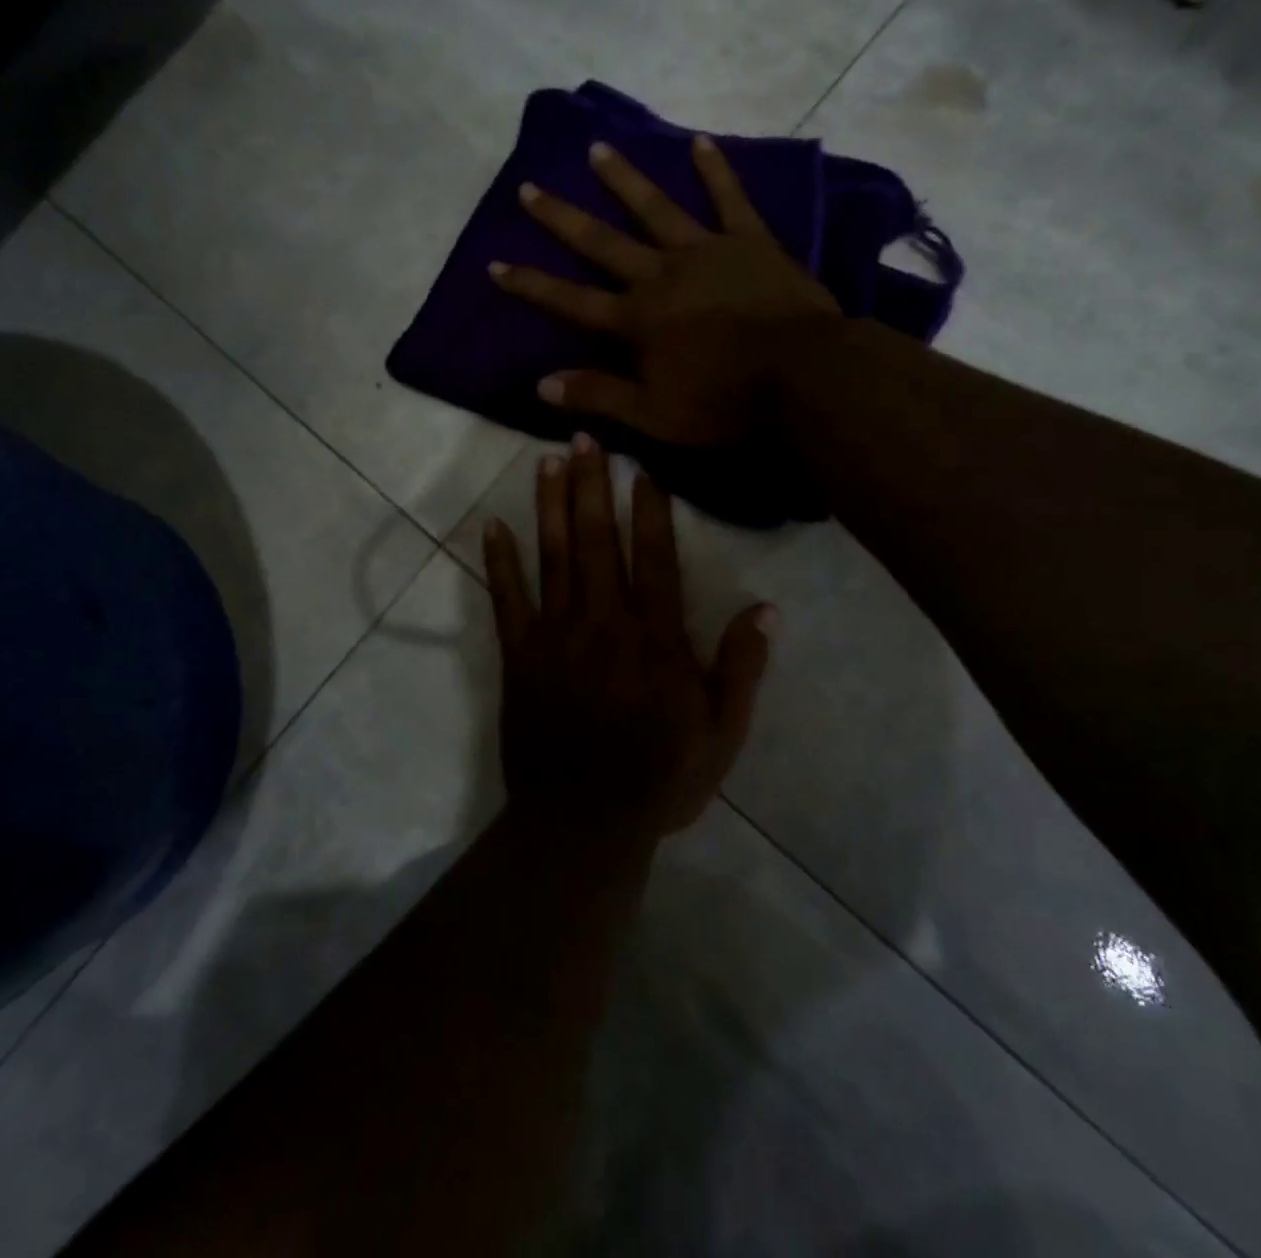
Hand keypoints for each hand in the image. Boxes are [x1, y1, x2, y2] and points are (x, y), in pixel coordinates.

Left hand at [482, 435, 774, 841]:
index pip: (655, 559)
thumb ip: (742, 666)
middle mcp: (605, 622)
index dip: (649, 510)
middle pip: (598, 542)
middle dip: (592, 487)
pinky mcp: (520, 656)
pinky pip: (507, 600)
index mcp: (656, 638)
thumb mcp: (722, 732)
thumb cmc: (660, 778)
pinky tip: (492, 526)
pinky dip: (499, 561)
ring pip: (554, 558)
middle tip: (585, 438)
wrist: (584, 822)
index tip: (641, 469)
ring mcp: (557, 636)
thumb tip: (768, 608)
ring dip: (551, 506)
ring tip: (547, 461)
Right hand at [489, 135, 838, 445]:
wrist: (802, 375)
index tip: (495, 263)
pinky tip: (699, 142)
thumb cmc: (725, 402)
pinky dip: (715, 170)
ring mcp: (706, 252)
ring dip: (624, 180)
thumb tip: (541, 384)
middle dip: (562, 218)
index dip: (531, 284)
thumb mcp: (654, 415)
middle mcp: (661, 275)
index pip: (571, 301)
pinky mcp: (750, 242)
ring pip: (656, 209)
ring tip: (597, 149)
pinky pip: (729, 200)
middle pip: (602, 243)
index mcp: (636, 320)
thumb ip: (599, 395)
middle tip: (529, 187)